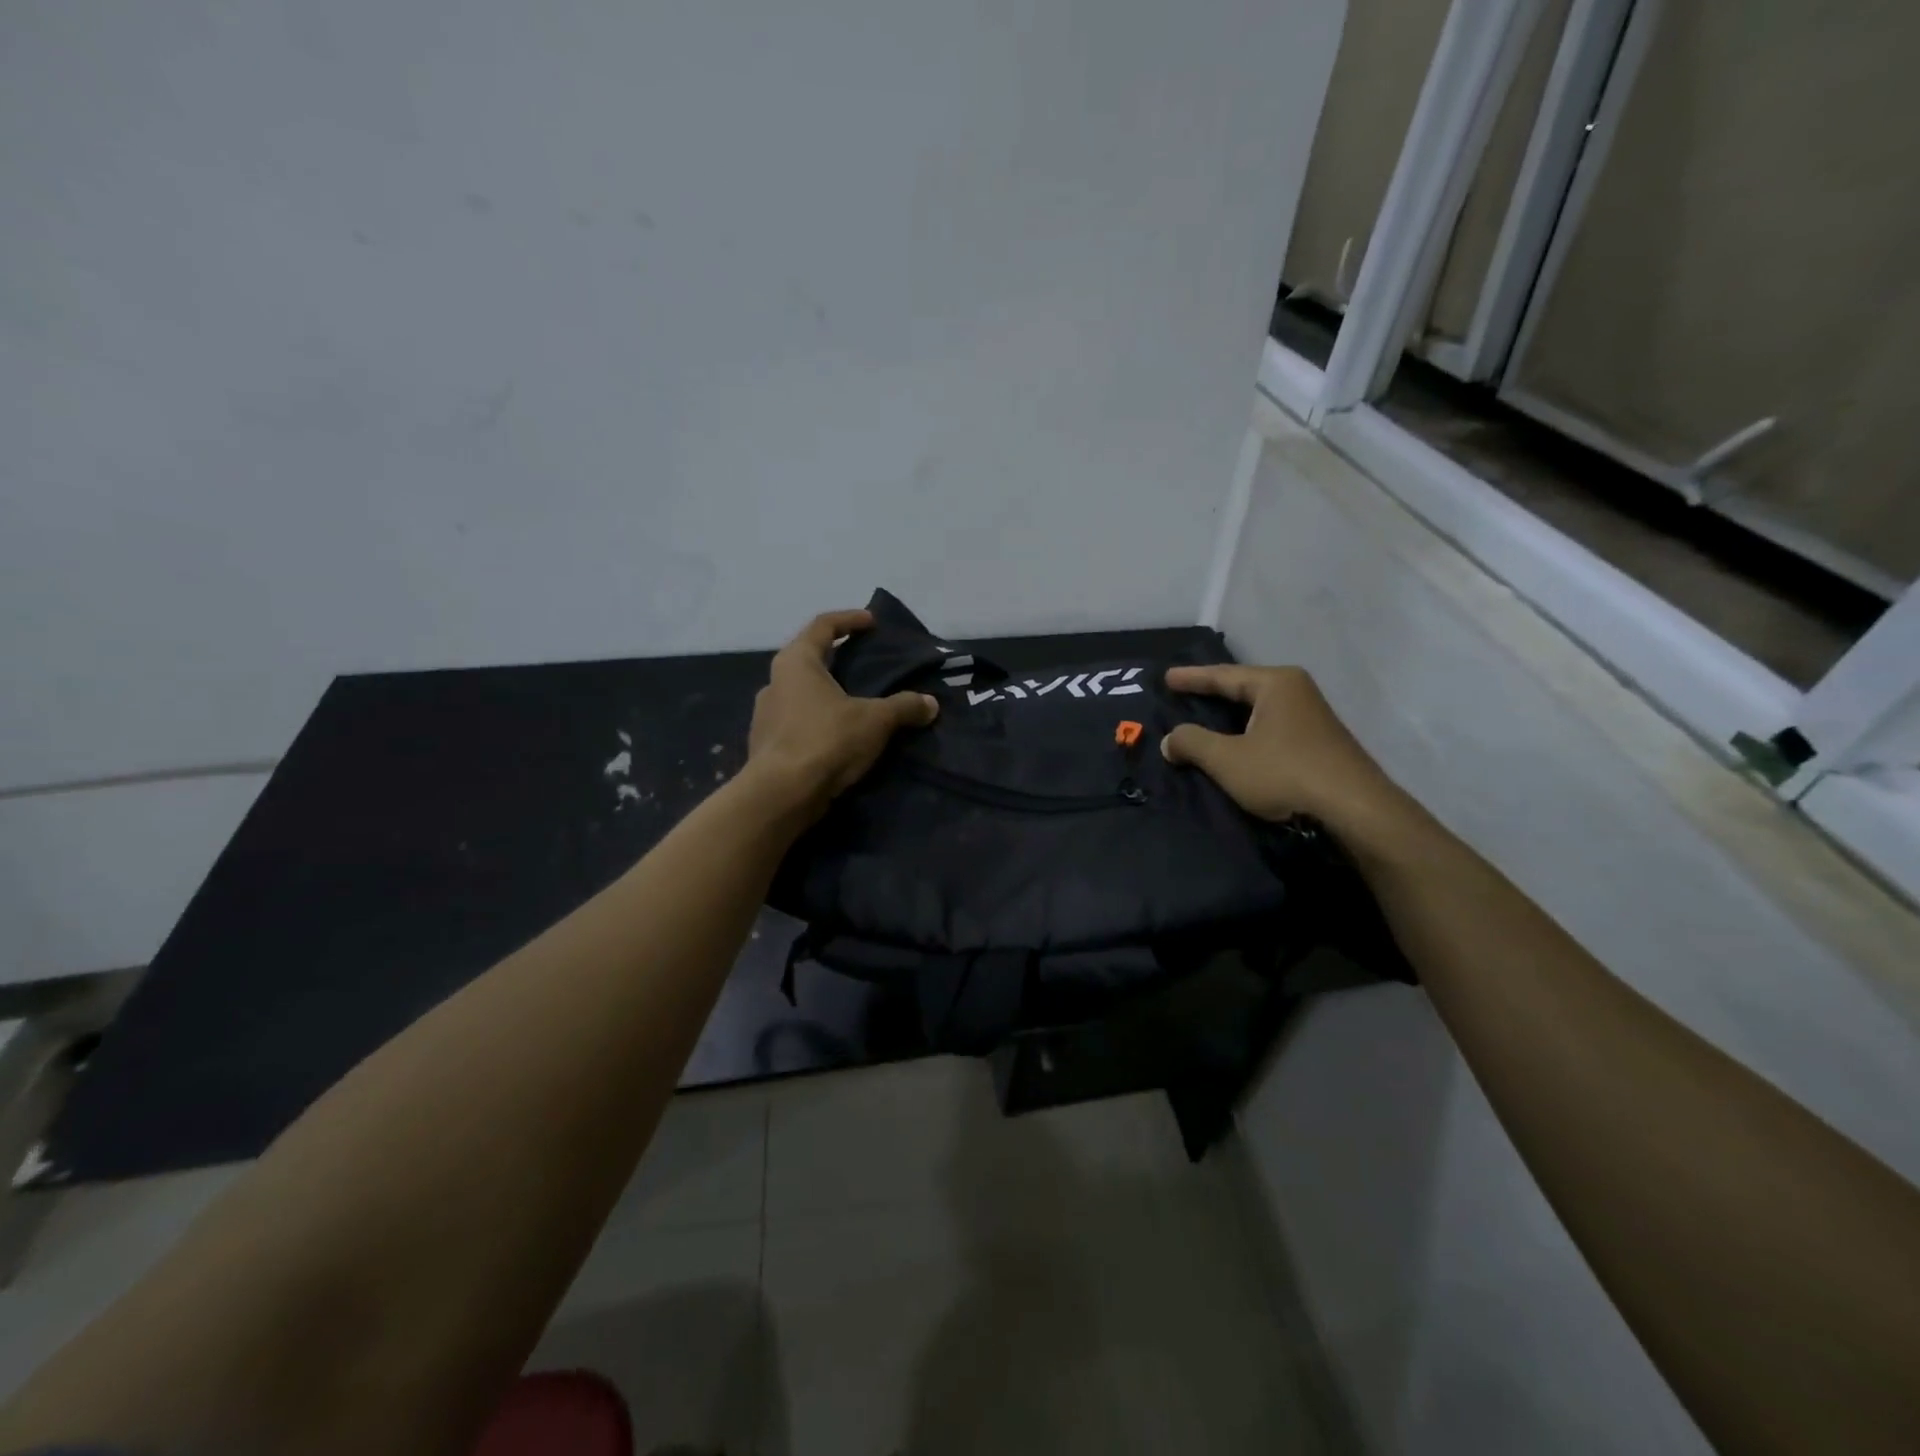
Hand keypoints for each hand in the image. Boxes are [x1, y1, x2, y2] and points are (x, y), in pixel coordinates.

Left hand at [746, 609, 938, 812]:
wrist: (781, 794)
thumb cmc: (826, 740)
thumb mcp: (875, 721)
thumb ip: (904, 707)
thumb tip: (931, 704)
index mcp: (796, 662)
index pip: (822, 626)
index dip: (849, 620)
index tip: (871, 622)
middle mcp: (775, 681)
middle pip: (808, 658)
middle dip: (837, 658)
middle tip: (864, 662)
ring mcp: (765, 714)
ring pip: (800, 693)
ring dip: (826, 693)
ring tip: (854, 702)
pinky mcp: (766, 744)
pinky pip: (796, 722)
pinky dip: (818, 721)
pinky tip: (837, 735)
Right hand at [1161, 664, 1398, 829]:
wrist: (1354, 810)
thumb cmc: (1285, 774)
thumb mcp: (1227, 759)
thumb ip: (1192, 743)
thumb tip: (1170, 740)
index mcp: (1276, 684)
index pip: (1223, 675)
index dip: (1191, 678)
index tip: (1166, 677)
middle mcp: (1297, 691)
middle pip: (1243, 688)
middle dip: (1212, 693)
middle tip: (1182, 694)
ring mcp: (1313, 717)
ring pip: (1259, 710)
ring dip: (1231, 716)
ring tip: (1204, 718)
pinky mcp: (1319, 743)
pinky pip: (1271, 727)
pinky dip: (1248, 732)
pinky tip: (1237, 743)